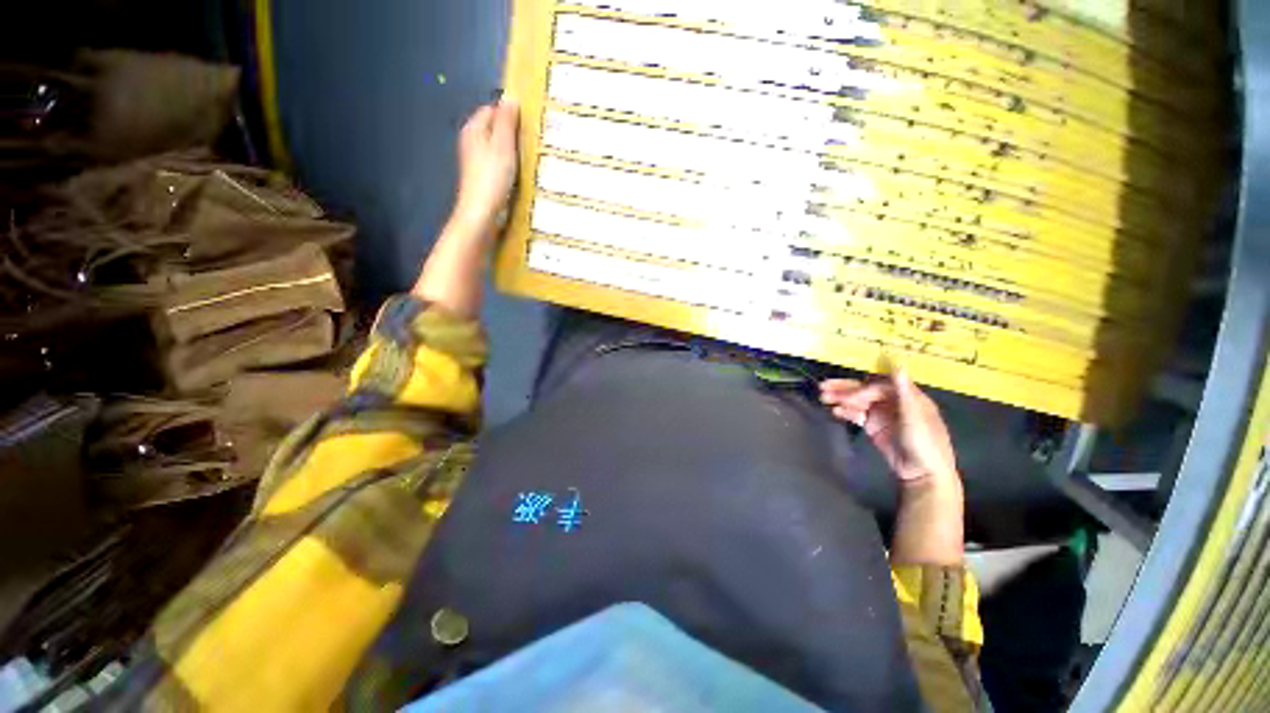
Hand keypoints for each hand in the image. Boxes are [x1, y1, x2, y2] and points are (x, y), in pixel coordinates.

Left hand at [452, 100, 519, 229]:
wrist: (481, 211)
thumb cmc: (493, 177)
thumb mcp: (503, 145)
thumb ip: (507, 121)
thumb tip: (512, 98)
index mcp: (474, 127)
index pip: (492, 108)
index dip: (510, 113)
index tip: (529, 123)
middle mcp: (471, 139)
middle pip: (494, 127)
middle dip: (511, 132)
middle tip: (532, 141)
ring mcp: (475, 159)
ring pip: (496, 146)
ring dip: (511, 149)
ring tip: (528, 157)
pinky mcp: (481, 175)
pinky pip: (497, 161)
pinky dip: (507, 164)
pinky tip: (518, 173)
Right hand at [820, 370, 959, 488]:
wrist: (923, 474)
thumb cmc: (925, 444)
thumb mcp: (915, 417)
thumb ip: (904, 391)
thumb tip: (898, 364)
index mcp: (907, 396)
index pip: (879, 386)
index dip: (863, 389)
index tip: (850, 396)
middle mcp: (893, 402)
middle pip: (866, 391)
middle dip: (845, 389)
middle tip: (823, 387)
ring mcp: (882, 414)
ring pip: (858, 402)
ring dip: (841, 399)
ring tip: (823, 398)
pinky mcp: (874, 427)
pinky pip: (857, 415)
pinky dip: (846, 412)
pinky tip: (835, 411)